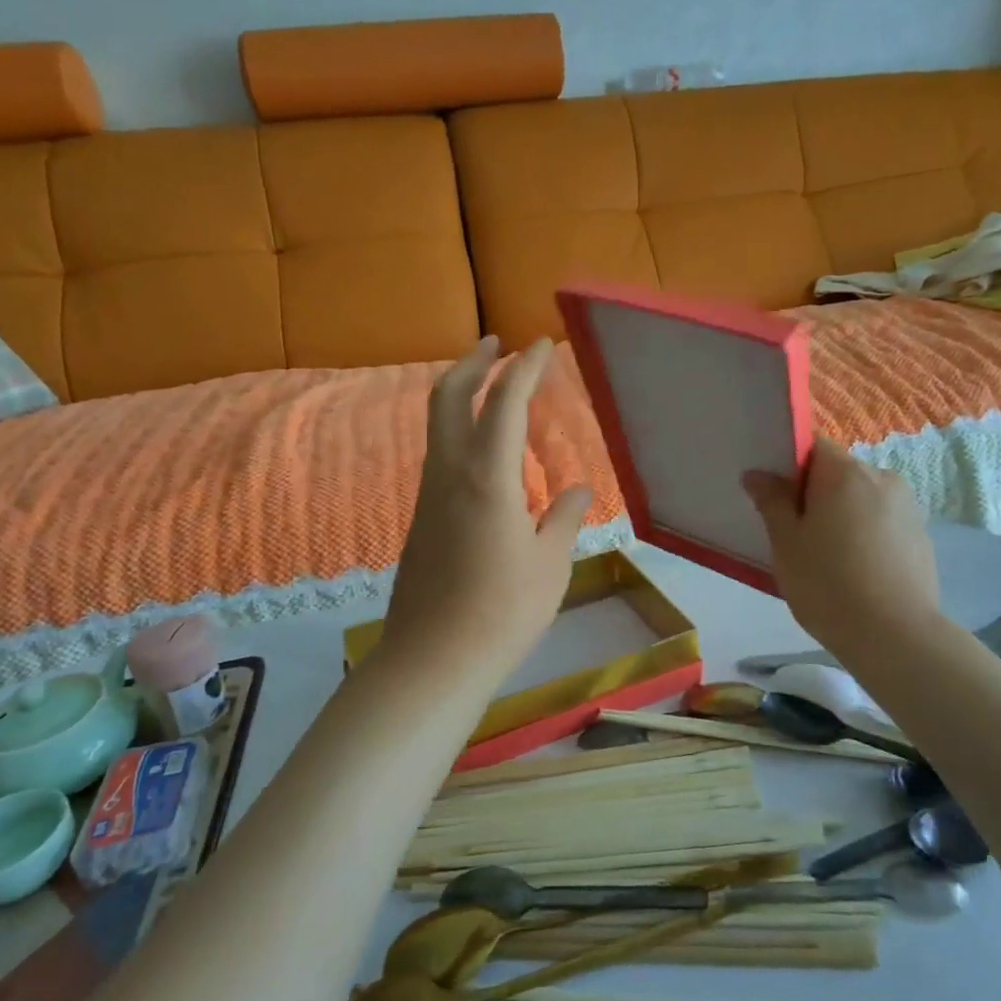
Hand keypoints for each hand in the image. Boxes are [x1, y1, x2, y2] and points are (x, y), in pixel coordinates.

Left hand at [382, 336, 591, 691]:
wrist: (433, 658)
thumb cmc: (503, 610)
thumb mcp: (550, 563)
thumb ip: (565, 518)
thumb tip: (578, 489)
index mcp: (487, 476)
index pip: (506, 402)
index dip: (526, 368)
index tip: (543, 344)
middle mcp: (450, 472)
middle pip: (450, 396)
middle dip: (474, 362)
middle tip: (496, 343)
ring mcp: (429, 493)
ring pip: (439, 424)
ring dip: (462, 393)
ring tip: (491, 387)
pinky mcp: (422, 516)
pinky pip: (440, 453)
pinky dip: (459, 429)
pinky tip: (483, 450)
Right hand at [741, 438, 940, 666]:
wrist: (896, 636)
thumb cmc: (828, 584)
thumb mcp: (786, 542)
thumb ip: (772, 501)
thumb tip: (758, 474)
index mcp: (845, 472)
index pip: (812, 445)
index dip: (790, 465)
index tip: (776, 497)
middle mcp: (882, 477)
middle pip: (838, 472)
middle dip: (815, 493)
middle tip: (796, 534)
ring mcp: (908, 507)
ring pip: (861, 498)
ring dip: (842, 514)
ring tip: (828, 557)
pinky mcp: (922, 536)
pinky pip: (882, 521)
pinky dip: (865, 534)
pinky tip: (856, 570)